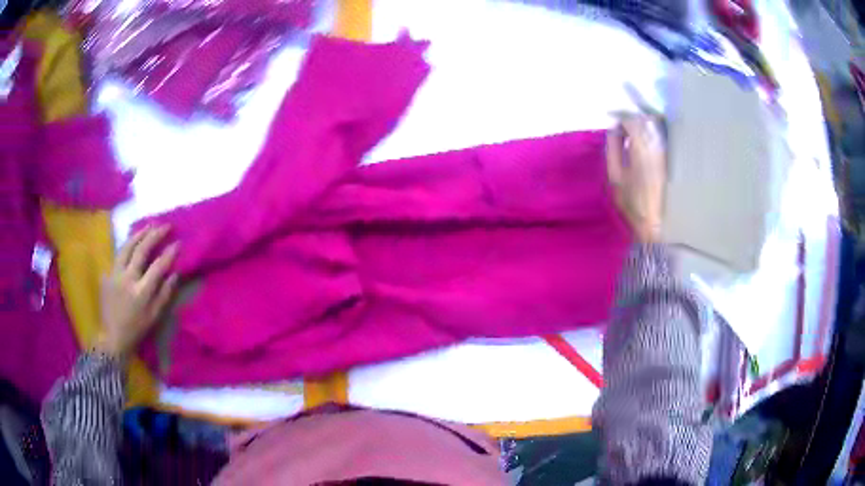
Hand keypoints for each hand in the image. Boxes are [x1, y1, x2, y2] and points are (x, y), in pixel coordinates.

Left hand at [96, 226, 178, 357]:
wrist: (112, 337)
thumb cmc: (136, 329)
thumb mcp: (154, 316)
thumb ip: (164, 294)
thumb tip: (175, 274)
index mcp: (141, 292)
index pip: (158, 266)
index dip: (169, 253)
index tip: (178, 242)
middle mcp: (127, 279)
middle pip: (141, 250)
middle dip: (155, 235)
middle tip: (166, 226)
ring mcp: (115, 274)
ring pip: (127, 247)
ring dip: (139, 234)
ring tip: (149, 225)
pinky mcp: (107, 274)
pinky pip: (118, 255)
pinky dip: (127, 246)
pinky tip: (133, 242)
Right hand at [606, 115, 666, 242]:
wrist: (654, 222)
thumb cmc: (632, 202)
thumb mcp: (615, 176)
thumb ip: (613, 149)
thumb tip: (614, 130)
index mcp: (640, 149)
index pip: (631, 120)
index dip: (621, 117)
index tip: (613, 120)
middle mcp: (656, 146)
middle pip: (644, 119)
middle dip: (632, 119)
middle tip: (621, 126)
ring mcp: (664, 151)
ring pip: (654, 126)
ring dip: (642, 124)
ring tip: (631, 132)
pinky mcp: (669, 158)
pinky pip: (659, 136)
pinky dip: (650, 133)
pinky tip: (643, 142)